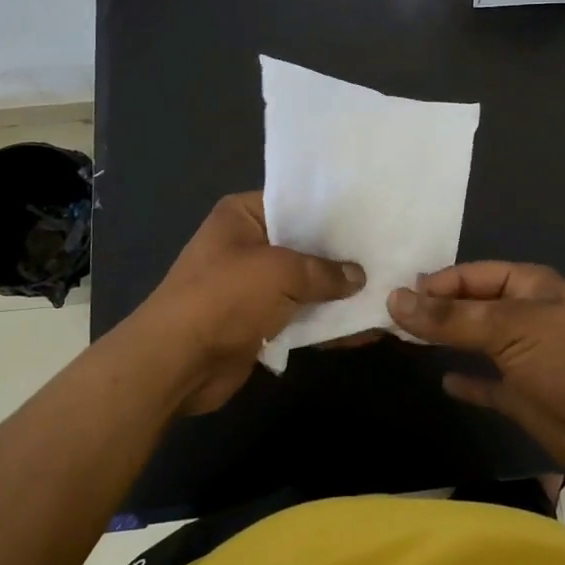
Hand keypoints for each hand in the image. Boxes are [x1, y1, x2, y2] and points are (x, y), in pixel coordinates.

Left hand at [138, 192, 364, 413]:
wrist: (177, 362)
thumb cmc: (225, 297)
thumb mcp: (281, 272)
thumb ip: (324, 271)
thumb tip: (359, 276)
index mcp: (242, 215)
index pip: (295, 202)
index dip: (331, 210)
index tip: (371, 215)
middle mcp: (247, 244)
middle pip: (303, 244)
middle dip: (341, 255)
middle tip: (387, 252)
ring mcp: (252, 285)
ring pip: (305, 283)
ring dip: (337, 293)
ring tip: (386, 292)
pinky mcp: (258, 321)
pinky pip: (298, 315)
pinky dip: (324, 322)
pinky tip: (362, 329)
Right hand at [388, 263, 564, 513]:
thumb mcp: (509, 328)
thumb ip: (451, 317)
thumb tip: (394, 299)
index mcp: (528, 286)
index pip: (470, 275)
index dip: (433, 284)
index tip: (391, 296)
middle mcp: (526, 316)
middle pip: (471, 307)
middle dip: (435, 310)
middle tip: (386, 317)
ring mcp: (527, 358)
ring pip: (477, 343)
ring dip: (447, 341)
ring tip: (402, 341)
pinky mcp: (528, 398)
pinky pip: (490, 385)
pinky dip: (469, 382)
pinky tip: (444, 381)